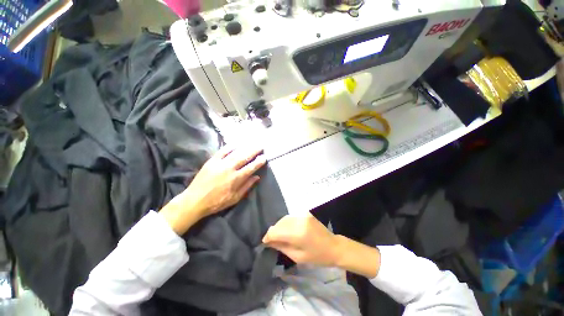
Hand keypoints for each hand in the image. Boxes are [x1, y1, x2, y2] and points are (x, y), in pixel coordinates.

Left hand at [160, 144, 265, 234]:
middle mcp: (229, 169)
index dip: (259, 162)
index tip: (264, 157)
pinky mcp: (211, 161)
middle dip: (254, 151)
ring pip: (235, 153)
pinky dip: (230, 146)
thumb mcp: (235, 198)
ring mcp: (220, 163)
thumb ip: (247, 187)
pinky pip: (222, 151)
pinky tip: (236, 143)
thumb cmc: (217, 202)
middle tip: (261, 146)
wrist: (195, 200)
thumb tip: (257, 177)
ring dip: (245, 147)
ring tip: (252, 143)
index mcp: (236, 179)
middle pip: (245, 157)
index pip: (251, 167)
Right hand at [263, 214, 380, 277]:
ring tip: (278, 235)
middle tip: (270, 240)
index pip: (276, 231)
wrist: (334, 246)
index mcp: (298, 233)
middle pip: (279, 223)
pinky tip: (286, 230)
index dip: (268, 236)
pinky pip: (291, 217)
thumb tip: (269, 242)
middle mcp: (299, 221)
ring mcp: (303, 215)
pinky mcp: (305, 213)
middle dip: (273, 231)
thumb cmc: (317, 256)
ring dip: (279, 226)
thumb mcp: (298, 257)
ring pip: (284, 219)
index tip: (264, 242)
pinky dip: (286, 223)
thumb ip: (282, 247)